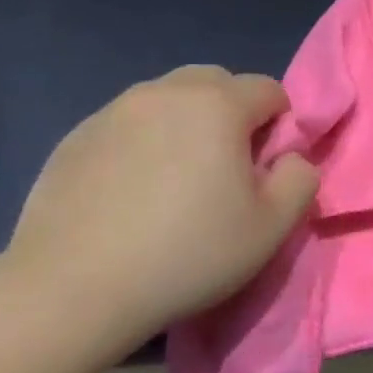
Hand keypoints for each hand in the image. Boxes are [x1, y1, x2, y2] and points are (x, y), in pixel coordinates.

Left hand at [3, 66, 316, 357]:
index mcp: (217, 104)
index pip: (269, 89)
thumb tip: (289, 158)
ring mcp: (112, 113)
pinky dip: (143, 145)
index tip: (266, 169)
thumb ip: (301, 177)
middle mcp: (164, 93)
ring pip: (168, 100)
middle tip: (226, 169)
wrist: (72, 290)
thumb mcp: (274, 224)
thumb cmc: (189, 252)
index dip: (280, 126)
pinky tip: (133, 194)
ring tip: (176, 181)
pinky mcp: (73, 139)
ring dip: (186, 126)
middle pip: (215, 82)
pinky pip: (127, 126)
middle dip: (232, 113)